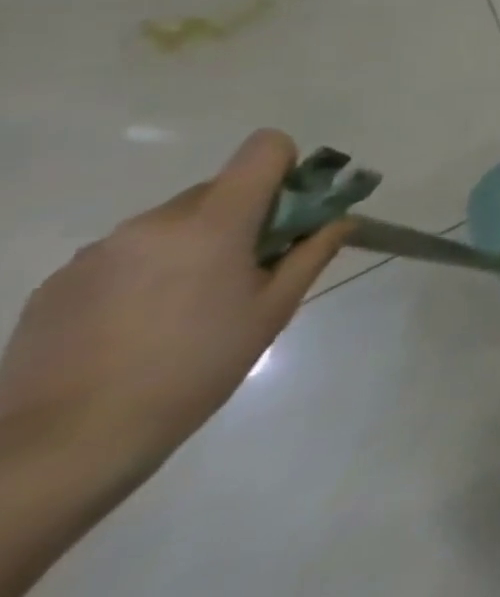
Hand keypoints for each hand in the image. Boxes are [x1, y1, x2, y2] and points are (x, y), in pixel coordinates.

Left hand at [0, 131, 350, 486]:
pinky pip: (126, 255)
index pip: (264, 148)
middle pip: (218, 190)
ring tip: (185, 308)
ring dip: (192, 245)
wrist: (61, 447)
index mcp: (213, 221)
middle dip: (241, 217)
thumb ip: (312, 253)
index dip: (285, 169)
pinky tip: (136, 327)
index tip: (287, 214)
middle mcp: (154, 221)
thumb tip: (342, 220)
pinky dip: (146, 273)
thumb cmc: (194, 369)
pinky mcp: (60, 282)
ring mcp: (99, 251)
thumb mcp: (272, 311)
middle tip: (245, 272)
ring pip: (171, 224)